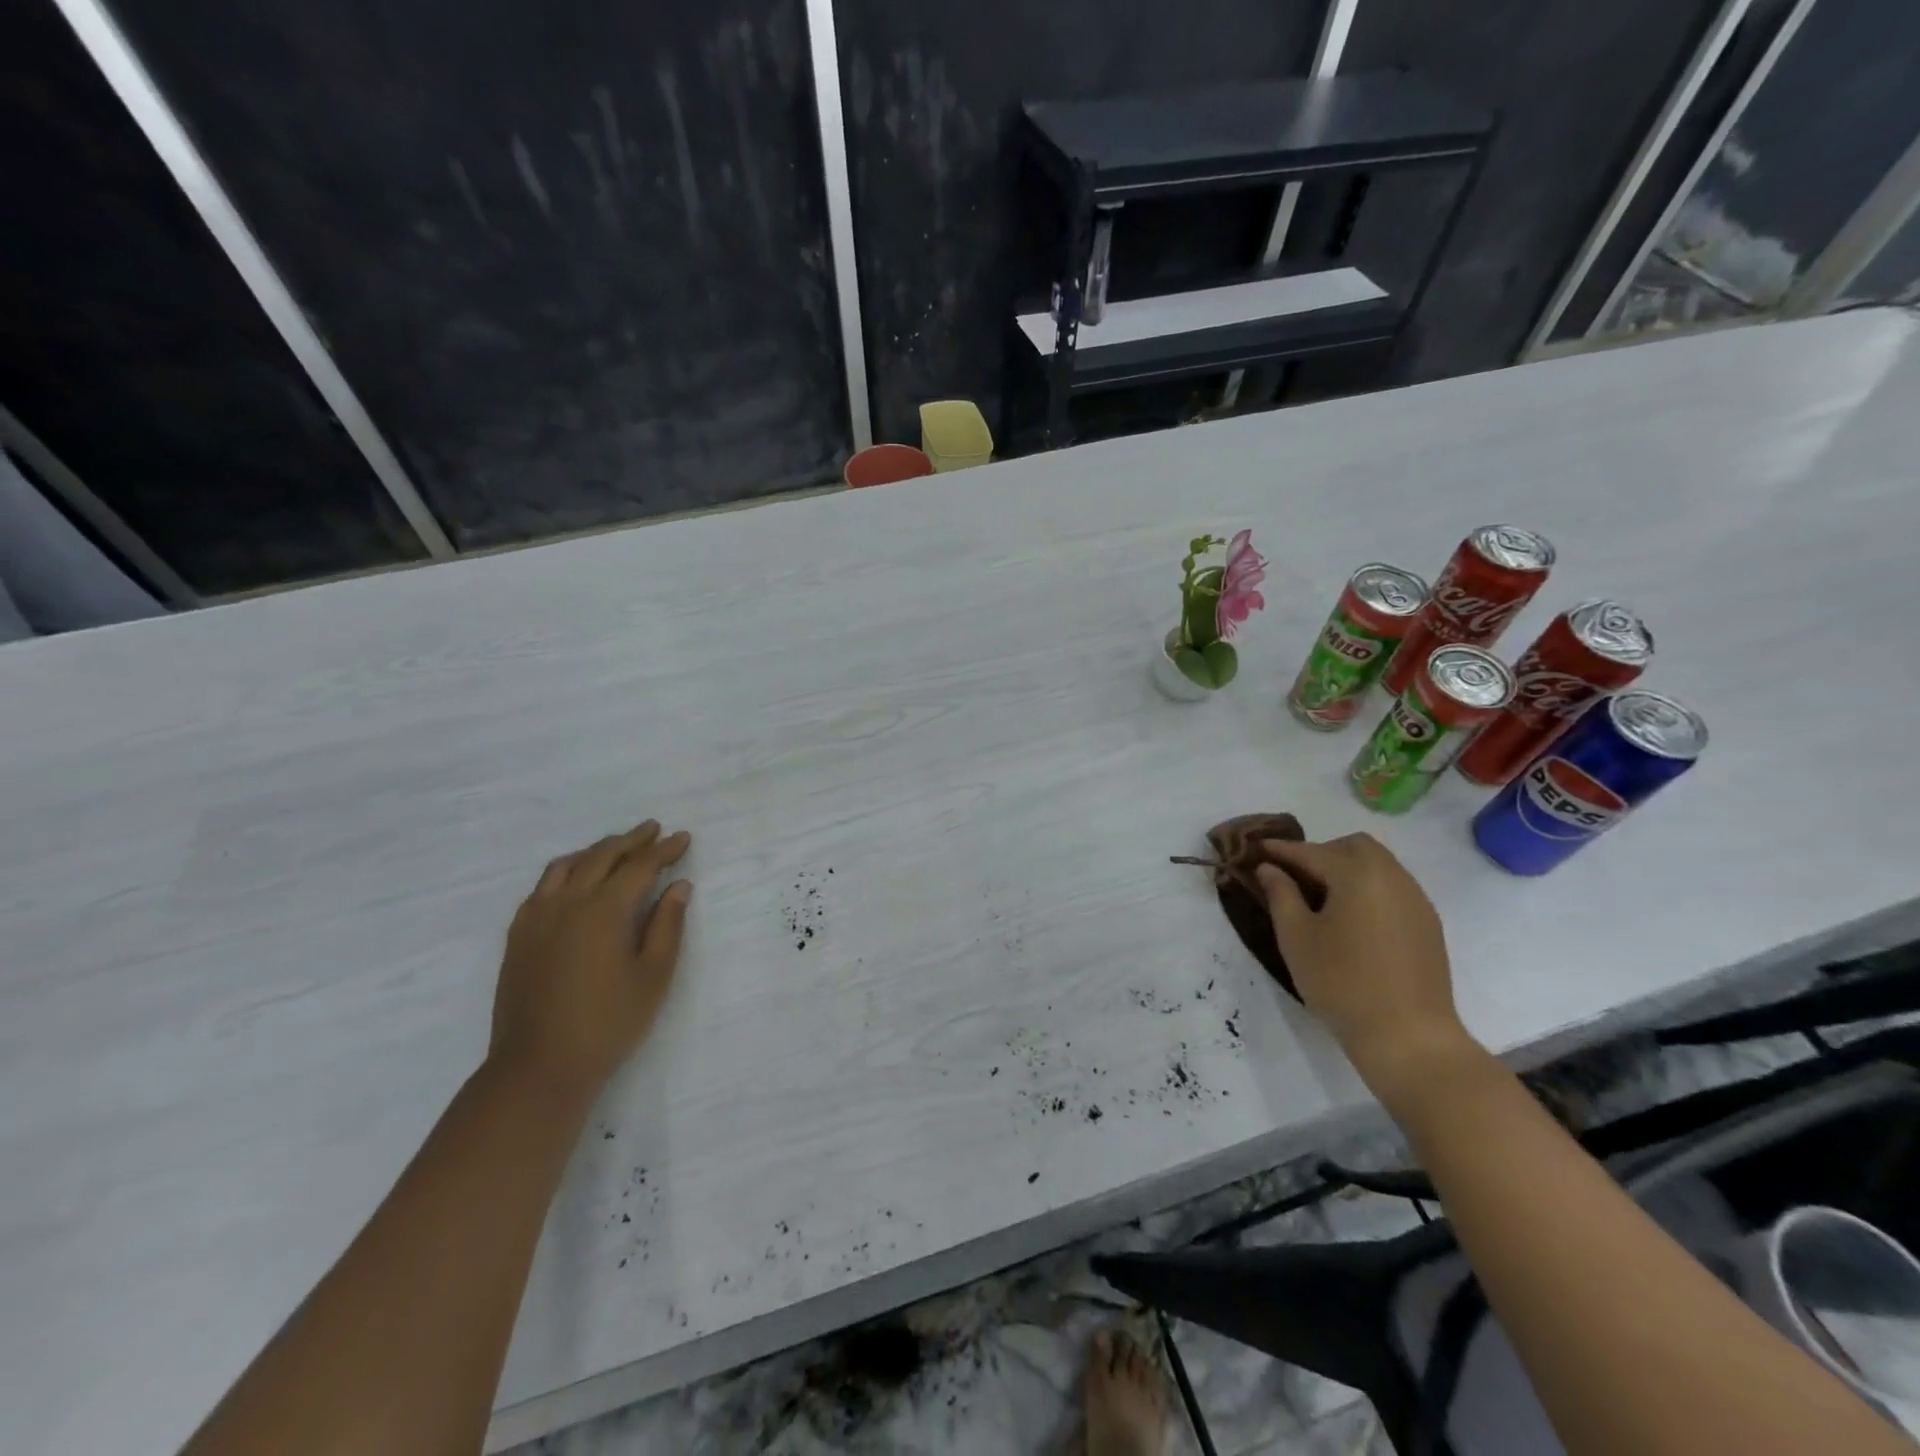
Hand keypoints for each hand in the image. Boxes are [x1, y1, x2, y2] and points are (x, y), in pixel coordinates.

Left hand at [489, 820, 692, 1100]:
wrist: (539, 1067)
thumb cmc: (608, 1022)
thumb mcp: (654, 975)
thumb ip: (668, 925)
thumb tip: (679, 886)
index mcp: (604, 910)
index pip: (640, 866)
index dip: (664, 850)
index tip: (683, 838)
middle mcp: (568, 902)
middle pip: (602, 856)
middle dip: (631, 840)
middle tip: (653, 830)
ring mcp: (536, 917)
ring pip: (567, 865)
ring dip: (596, 850)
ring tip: (617, 848)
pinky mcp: (518, 936)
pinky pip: (542, 886)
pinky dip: (566, 871)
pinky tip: (574, 881)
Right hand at [1255, 834, 1481, 1103]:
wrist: (1409, 1037)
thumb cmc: (1341, 983)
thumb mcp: (1296, 937)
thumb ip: (1280, 894)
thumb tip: (1269, 868)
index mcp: (1357, 874)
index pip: (1310, 852)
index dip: (1280, 850)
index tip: (1256, 848)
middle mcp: (1392, 877)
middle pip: (1353, 846)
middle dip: (1320, 853)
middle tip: (1294, 877)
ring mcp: (1415, 899)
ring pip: (1378, 865)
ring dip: (1347, 869)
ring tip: (1321, 899)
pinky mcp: (1427, 924)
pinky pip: (1393, 888)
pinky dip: (1368, 888)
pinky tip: (1352, 919)